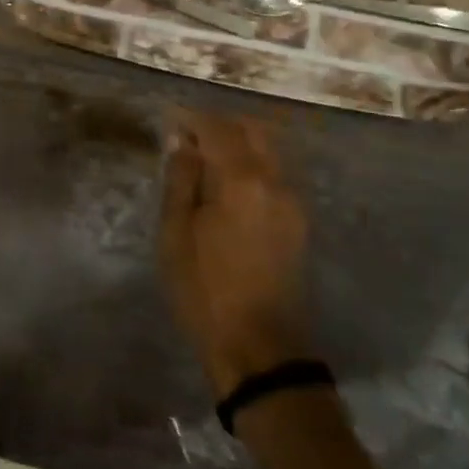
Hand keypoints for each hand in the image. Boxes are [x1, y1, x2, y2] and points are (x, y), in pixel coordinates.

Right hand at [160, 109, 311, 396]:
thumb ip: (181, 180)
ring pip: (267, 150)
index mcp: (242, 180)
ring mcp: (292, 201)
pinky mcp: (298, 222)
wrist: (260, 349)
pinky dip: (251, 165)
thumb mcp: (177, 234)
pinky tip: (228, 186)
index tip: (170, 119)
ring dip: (238, 144)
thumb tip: (184, 143)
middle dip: (220, 125)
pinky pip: (274, 174)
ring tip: (206, 161)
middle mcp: (275, 180)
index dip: (192, 118)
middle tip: (189, 137)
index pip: (217, 128)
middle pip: (251, 130)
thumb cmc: (206, 290)